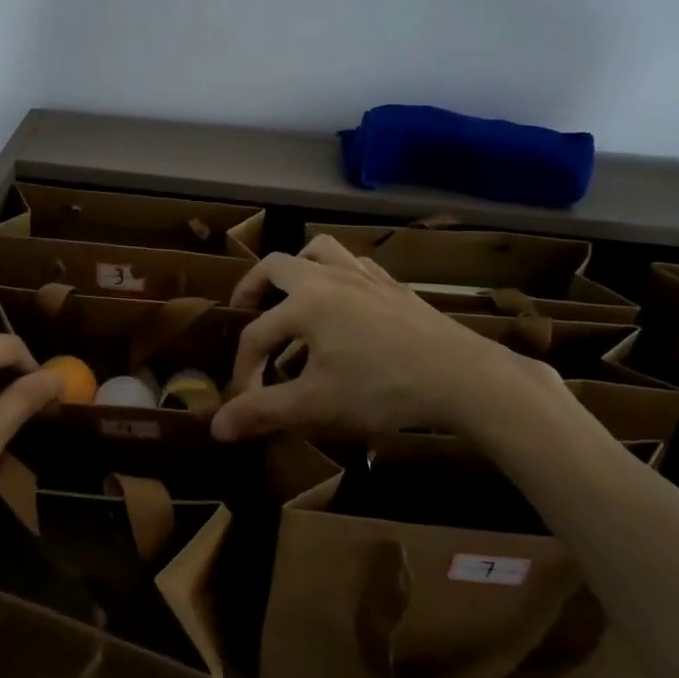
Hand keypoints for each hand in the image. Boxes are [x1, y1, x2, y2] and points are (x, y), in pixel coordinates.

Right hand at [212, 236, 552, 441]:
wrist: (462, 377)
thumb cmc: (382, 389)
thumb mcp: (316, 406)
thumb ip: (263, 412)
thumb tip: (215, 427)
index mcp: (304, 303)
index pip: (257, 334)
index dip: (243, 368)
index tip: (243, 400)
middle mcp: (328, 278)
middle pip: (276, 266)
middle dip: (253, 289)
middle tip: (245, 313)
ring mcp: (364, 276)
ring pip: (319, 250)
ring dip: (297, 267)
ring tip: (290, 294)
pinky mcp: (393, 285)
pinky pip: (355, 264)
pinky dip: (337, 274)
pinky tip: (343, 302)